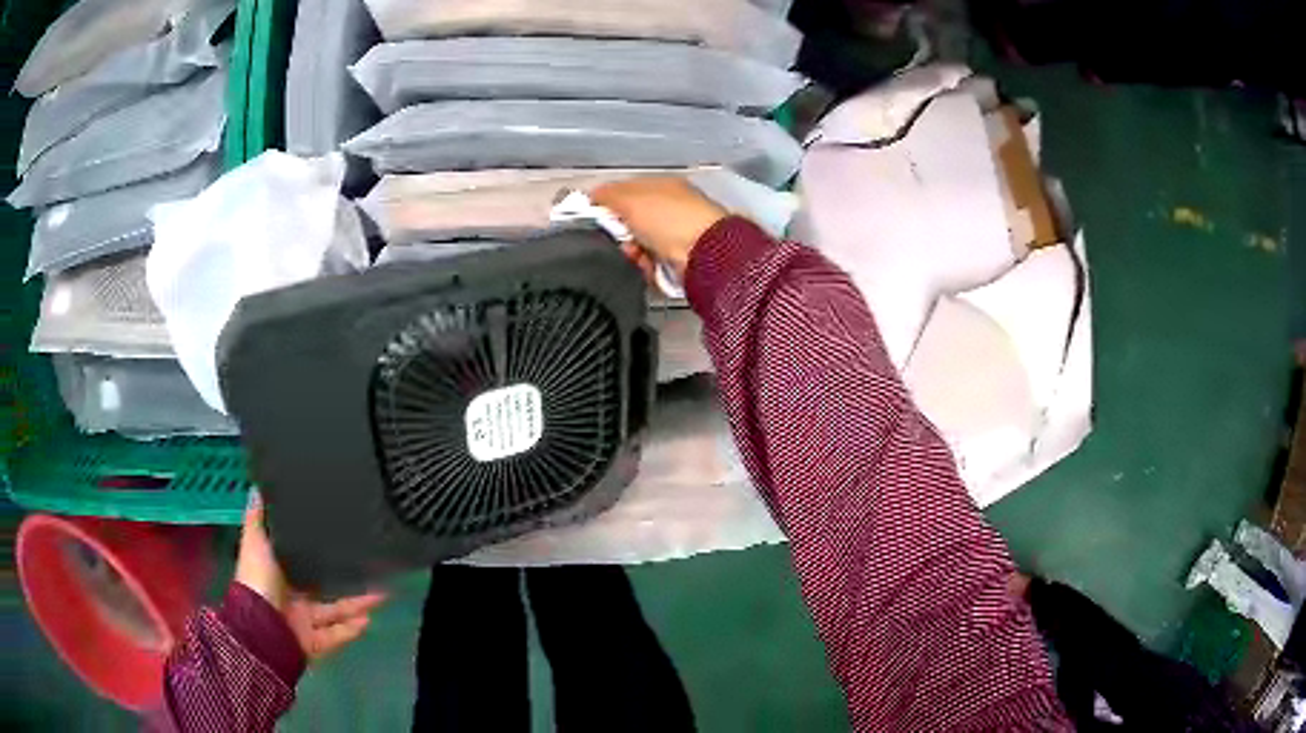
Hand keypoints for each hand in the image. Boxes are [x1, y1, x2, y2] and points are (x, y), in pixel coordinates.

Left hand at [235, 491, 386, 660]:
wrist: (260, 628)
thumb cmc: (257, 580)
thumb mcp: (255, 540)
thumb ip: (259, 516)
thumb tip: (259, 484)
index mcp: (275, 571)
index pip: (297, 559)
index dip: (315, 550)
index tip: (337, 536)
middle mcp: (290, 596)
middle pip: (321, 586)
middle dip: (344, 580)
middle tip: (369, 567)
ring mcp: (302, 621)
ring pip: (334, 611)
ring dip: (356, 604)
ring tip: (381, 595)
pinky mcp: (313, 642)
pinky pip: (336, 636)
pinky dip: (351, 630)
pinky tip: (369, 620)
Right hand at [590, 177, 727, 280]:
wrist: (704, 254)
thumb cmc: (667, 218)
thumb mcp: (630, 199)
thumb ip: (608, 195)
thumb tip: (592, 195)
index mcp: (663, 187)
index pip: (628, 192)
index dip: (609, 203)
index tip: (594, 217)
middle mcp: (672, 209)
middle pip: (632, 222)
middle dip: (620, 234)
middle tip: (617, 240)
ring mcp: (678, 236)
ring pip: (639, 246)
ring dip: (631, 253)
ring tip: (634, 256)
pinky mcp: (680, 262)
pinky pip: (651, 265)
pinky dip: (645, 268)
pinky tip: (646, 267)